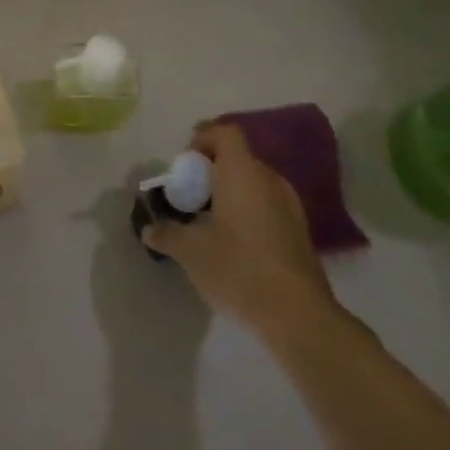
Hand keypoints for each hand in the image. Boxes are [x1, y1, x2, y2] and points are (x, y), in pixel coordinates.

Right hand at [140, 121, 340, 342]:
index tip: (185, 164)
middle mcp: (270, 181)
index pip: (225, 133)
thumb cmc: (238, 269)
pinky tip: (233, 243)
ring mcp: (290, 207)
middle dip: (212, 170)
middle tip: (190, 195)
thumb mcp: (190, 252)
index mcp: (243, 173)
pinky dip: (248, 212)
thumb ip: (167, 234)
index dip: (203, 138)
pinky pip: (267, 205)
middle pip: (239, 158)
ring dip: (231, 192)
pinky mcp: (300, 233)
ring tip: (209, 221)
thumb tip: (149, 230)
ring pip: (255, 183)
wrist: (298, 316)